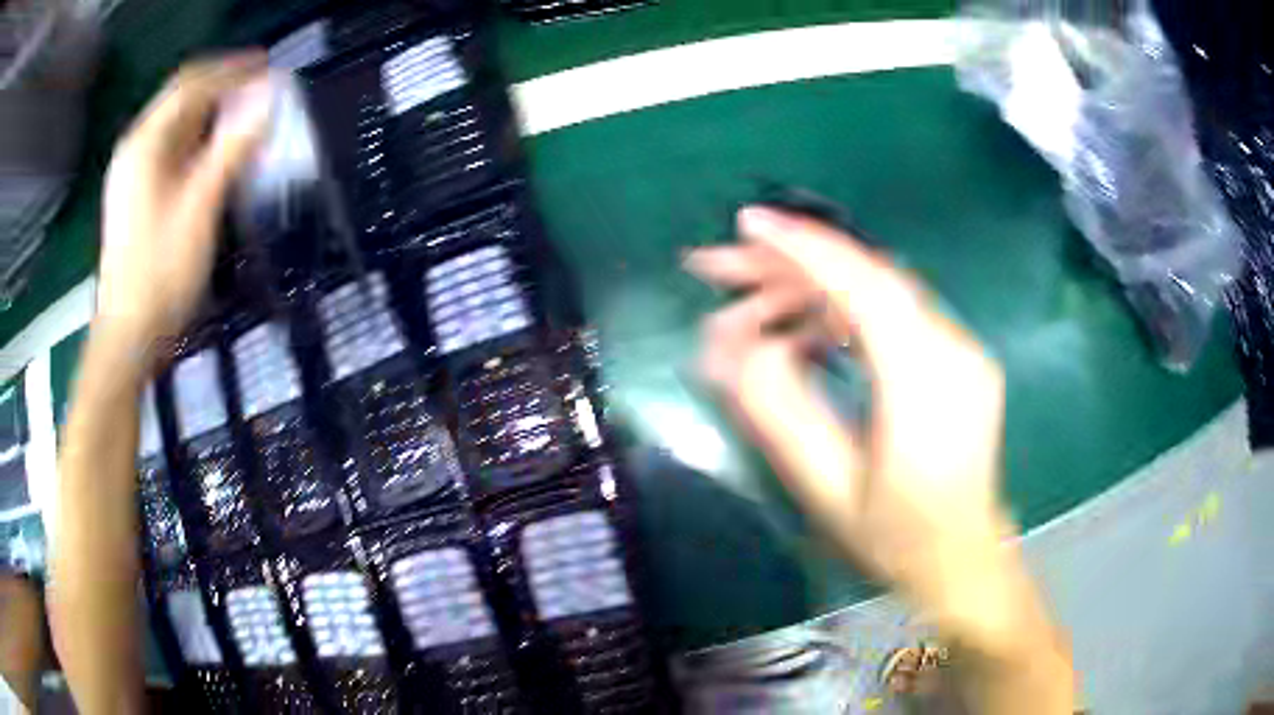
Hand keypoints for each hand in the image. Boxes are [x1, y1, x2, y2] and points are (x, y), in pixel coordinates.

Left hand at [96, 53, 271, 365]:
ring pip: (176, 126)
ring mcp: (133, 174)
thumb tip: (268, 101)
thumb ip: (232, 148)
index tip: (267, 67)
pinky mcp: (137, 197)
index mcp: (145, 144)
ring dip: (211, 114)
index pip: (191, 85)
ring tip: (246, 114)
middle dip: (221, 87)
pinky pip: (171, 151)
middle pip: (181, 100)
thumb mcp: (199, 208)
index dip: (230, 71)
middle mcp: (135, 150)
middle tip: (260, 86)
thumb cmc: (160, 274)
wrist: (128, 336)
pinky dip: (198, 141)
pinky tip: (217, 151)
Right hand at [686, 207, 1074, 711]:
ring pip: (877, 290)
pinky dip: (839, 310)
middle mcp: (954, 350)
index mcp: (928, 386)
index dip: (805, 248)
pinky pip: (892, 313)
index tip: (748, 224)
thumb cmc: (897, 541)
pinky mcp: (956, 355)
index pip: (866, 288)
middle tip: (721, 267)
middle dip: (789, 264)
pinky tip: (801, 331)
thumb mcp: (829, 489)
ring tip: (749, 309)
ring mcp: (961, 349)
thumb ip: (780, 411)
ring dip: (810, 287)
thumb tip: (729, 343)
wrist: (963, 561)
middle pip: (867, 278)